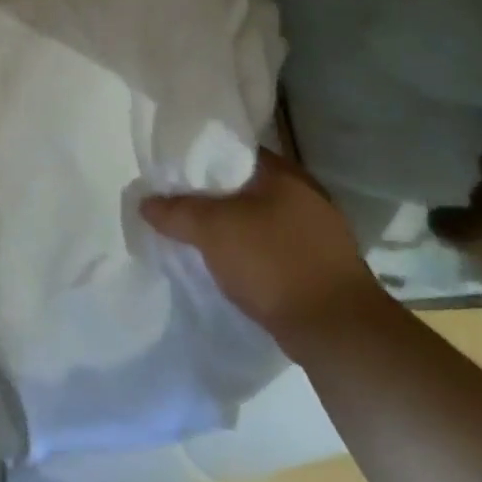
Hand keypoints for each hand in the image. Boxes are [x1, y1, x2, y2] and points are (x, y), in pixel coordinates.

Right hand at [141, 150, 386, 357]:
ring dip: (231, 227)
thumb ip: (176, 212)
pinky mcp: (320, 264)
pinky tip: (230, 266)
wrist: (336, 329)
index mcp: (284, 173)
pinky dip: (250, 251)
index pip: (234, 151)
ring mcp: (317, 231)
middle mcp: (305, 194)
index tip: (173, 175)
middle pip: (245, 185)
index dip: (200, 160)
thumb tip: (145, 202)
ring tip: (197, 238)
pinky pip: (273, 246)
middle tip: (178, 207)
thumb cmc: (273, 263)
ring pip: (259, 218)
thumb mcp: (213, 230)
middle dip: (212, 196)